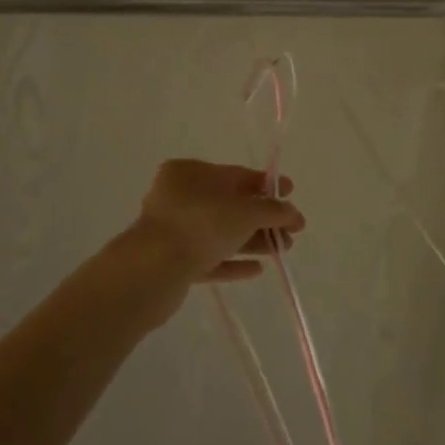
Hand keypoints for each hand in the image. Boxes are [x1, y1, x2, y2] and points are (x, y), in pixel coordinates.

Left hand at [132, 160, 306, 283]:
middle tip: (292, 233)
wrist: (152, 271)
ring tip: (282, 250)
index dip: (267, 185)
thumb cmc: (201, 225)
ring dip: (252, 240)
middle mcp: (178, 197)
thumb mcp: (245, 212)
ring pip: (221, 233)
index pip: (236, 175)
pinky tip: (257, 270)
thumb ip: (273, 211)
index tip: (292, 193)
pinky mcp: (172, 262)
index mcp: (189, 173)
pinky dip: (232, 261)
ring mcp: (173, 231)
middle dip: (263, 218)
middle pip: (230, 205)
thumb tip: (292, 213)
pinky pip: (209, 258)